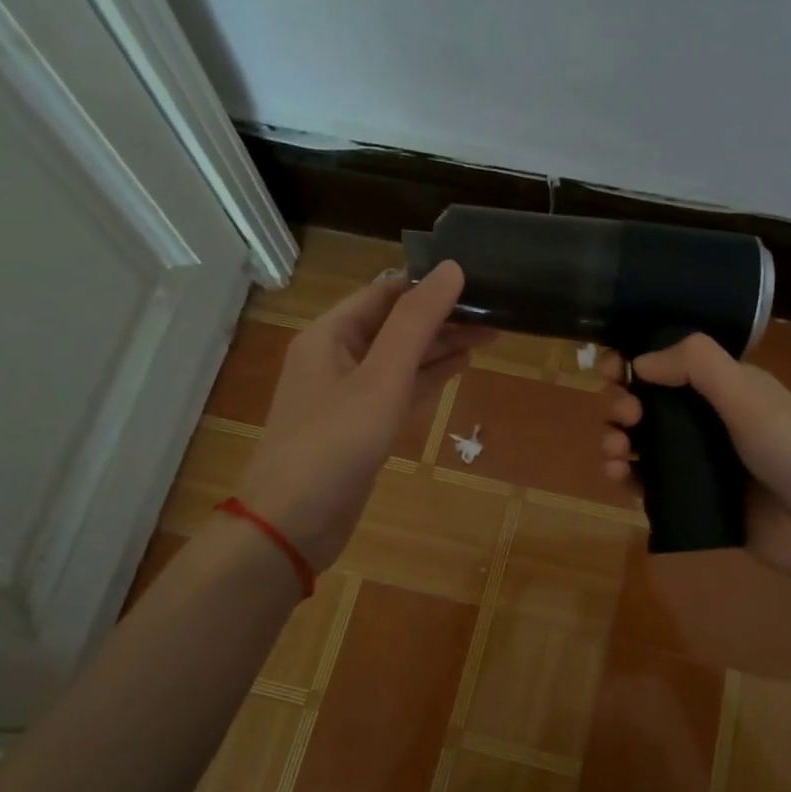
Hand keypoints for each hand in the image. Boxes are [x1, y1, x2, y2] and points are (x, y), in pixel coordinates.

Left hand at [239, 263, 489, 570]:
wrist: (294, 523)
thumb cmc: (335, 444)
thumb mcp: (381, 378)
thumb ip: (416, 323)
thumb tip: (451, 268)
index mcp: (331, 335)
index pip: (385, 292)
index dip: (429, 283)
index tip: (477, 278)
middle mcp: (336, 357)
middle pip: (395, 324)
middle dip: (442, 317)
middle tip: (496, 311)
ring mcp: (348, 394)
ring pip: (401, 358)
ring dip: (440, 346)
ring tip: (489, 335)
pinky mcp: (361, 426)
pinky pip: (399, 390)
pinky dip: (428, 378)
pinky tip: (459, 368)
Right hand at [600, 334, 790, 591]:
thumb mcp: (748, 396)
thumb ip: (698, 366)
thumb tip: (639, 360)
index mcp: (724, 387)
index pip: (669, 365)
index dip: (635, 363)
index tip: (611, 370)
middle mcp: (707, 420)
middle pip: (647, 403)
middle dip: (623, 402)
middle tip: (626, 414)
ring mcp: (697, 462)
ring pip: (641, 442)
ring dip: (616, 438)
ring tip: (615, 451)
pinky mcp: (690, 499)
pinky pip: (647, 482)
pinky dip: (625, 475)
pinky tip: (618, 475)